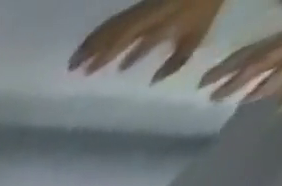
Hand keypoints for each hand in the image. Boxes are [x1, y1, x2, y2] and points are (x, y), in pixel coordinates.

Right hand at [70, 0, 223, 80]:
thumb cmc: (208, 4)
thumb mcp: (195, 34)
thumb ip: (175, 60)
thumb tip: (152, 82)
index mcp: (148, 24)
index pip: (115, 42)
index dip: (97, 56)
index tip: (80, 72)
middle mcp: (142, 18)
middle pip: (110, 35)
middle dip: (91, 52)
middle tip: (72, 69)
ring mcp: (146, 10)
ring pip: (115, 28)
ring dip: (98, 46)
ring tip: (86, 63)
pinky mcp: (151, 6)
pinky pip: (127, 22)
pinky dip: (116, 37)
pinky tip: (120, 57)